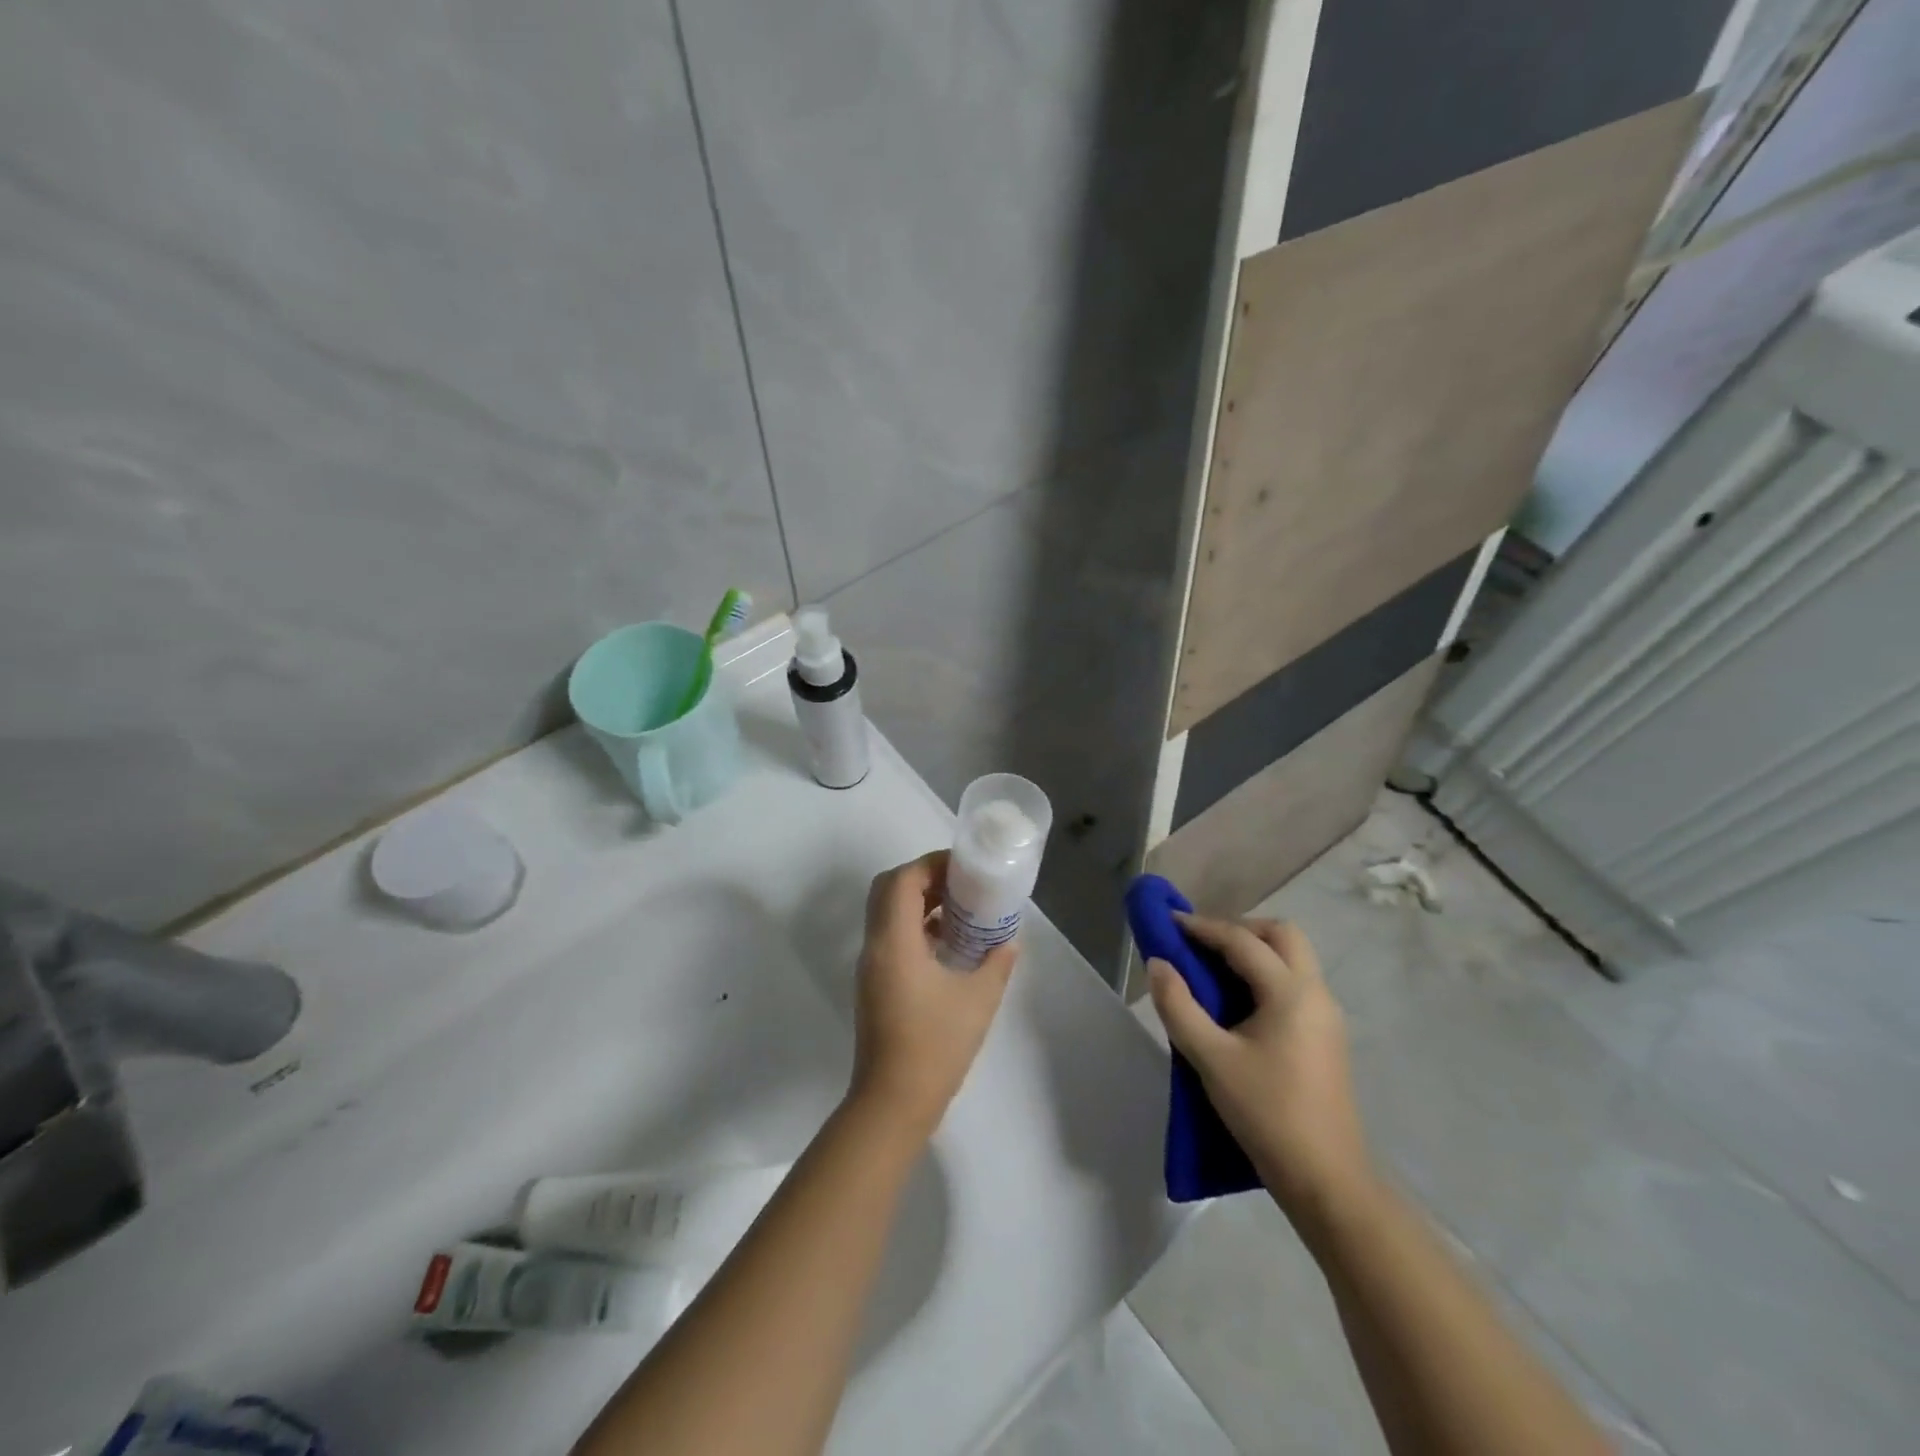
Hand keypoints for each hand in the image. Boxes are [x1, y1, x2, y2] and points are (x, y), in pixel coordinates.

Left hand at [848, 851, 1017, 1142]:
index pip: (902, 880)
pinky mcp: (875, 984)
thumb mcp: (978, 1000)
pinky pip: (891, 937)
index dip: (931, 864)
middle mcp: (875, 946)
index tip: (963, 867)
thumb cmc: (935, 1046)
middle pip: (889, 890)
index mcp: (894, 941)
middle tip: (960, 884)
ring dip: (919, 902)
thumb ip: (997, 963)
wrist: (893, 1102)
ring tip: (960, 909)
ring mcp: (871, 966)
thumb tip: (1009, 941)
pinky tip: (948, 944)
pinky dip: (915, 927)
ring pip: (887, 913)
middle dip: (923, 878)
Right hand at [1149, 915, 1372, 1224]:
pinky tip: (1239, 1000)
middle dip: (1239, 928)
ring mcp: (1327, 1015)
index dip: (1203, 927)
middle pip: (1281, 935)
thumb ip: (1178, 1006)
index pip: (1242, 941)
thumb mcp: (1211, 1059)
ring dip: (1255, 949)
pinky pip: (1296, 983)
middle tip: (1201, 942)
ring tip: (1214, 966)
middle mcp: (1316, 993)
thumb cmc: (1267, 1114)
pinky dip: (1266, 973)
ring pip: (1293, 958)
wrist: (1327, 1180)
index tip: (1169, 922)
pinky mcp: (1326, 1037)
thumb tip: (1158, 964)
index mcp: (1290, 993)